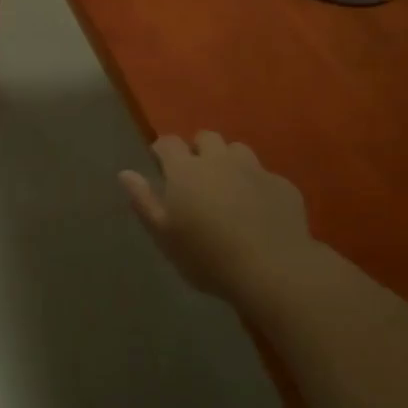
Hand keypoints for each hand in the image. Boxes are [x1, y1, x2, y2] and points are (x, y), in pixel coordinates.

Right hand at [119, 133, 312, 300]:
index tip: (160, 166)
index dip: (162, 150)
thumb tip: (125, 173)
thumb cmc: (207, 256)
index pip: (168, 143)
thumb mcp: (164, 236)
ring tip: (228, 188)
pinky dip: (257, 185)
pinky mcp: (282, 185)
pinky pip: (265, 175)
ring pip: (237, 150)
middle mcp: (219, 160)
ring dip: (229, 162)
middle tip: (196, 178)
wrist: (272, 269)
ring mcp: (254, 169)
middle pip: (206, 138)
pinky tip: (259, 209)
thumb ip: (143, 201)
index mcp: (186, 170)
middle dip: (198, 150)